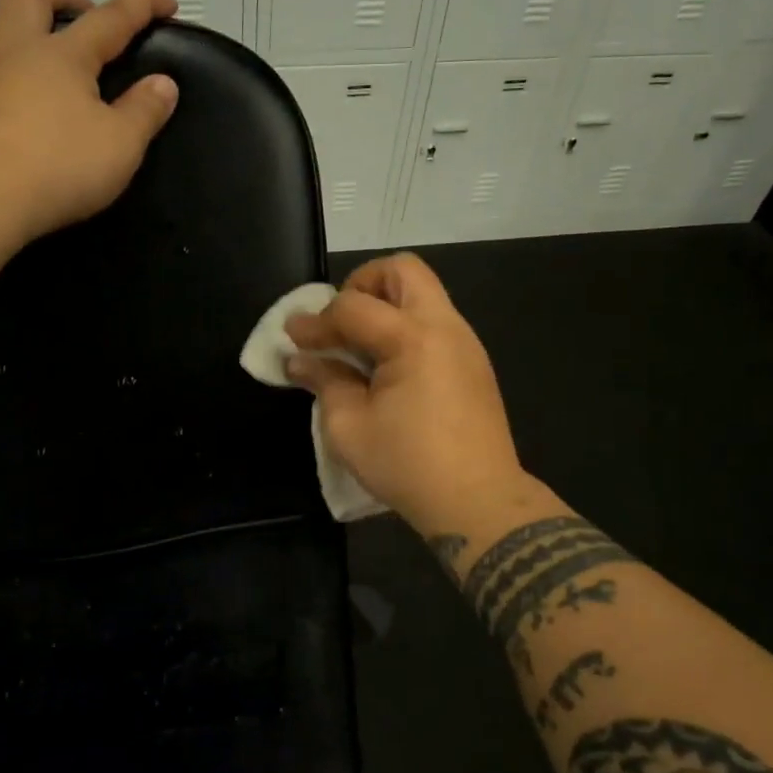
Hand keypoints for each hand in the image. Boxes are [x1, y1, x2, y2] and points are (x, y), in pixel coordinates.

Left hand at [0, 0, 179, 241]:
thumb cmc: (65, 169)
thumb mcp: (124, 144)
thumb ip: (146, 111)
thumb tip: (163, 84)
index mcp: (63, 60)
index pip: (110, 22)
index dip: (140, 6)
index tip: (164, 4)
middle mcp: (12, 59)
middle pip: (25, 3)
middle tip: (69, 4)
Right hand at [284, 253, 529, 534]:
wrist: (480, 501)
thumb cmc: (408, 465)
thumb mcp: (349, 427)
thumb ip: (324, 382)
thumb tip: (299, 361)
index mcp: (413, 338)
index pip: (353, 307)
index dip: (316, 321)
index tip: (292, 338)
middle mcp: (445, 327)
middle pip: (403, 270)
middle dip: (362, 284)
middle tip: (340, 321)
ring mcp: (466, 343)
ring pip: (423, 294)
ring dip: (386, 305)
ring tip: (358, 345)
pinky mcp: (474, 364)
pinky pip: (435, 322)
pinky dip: (405, 327)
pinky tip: (387, 366)